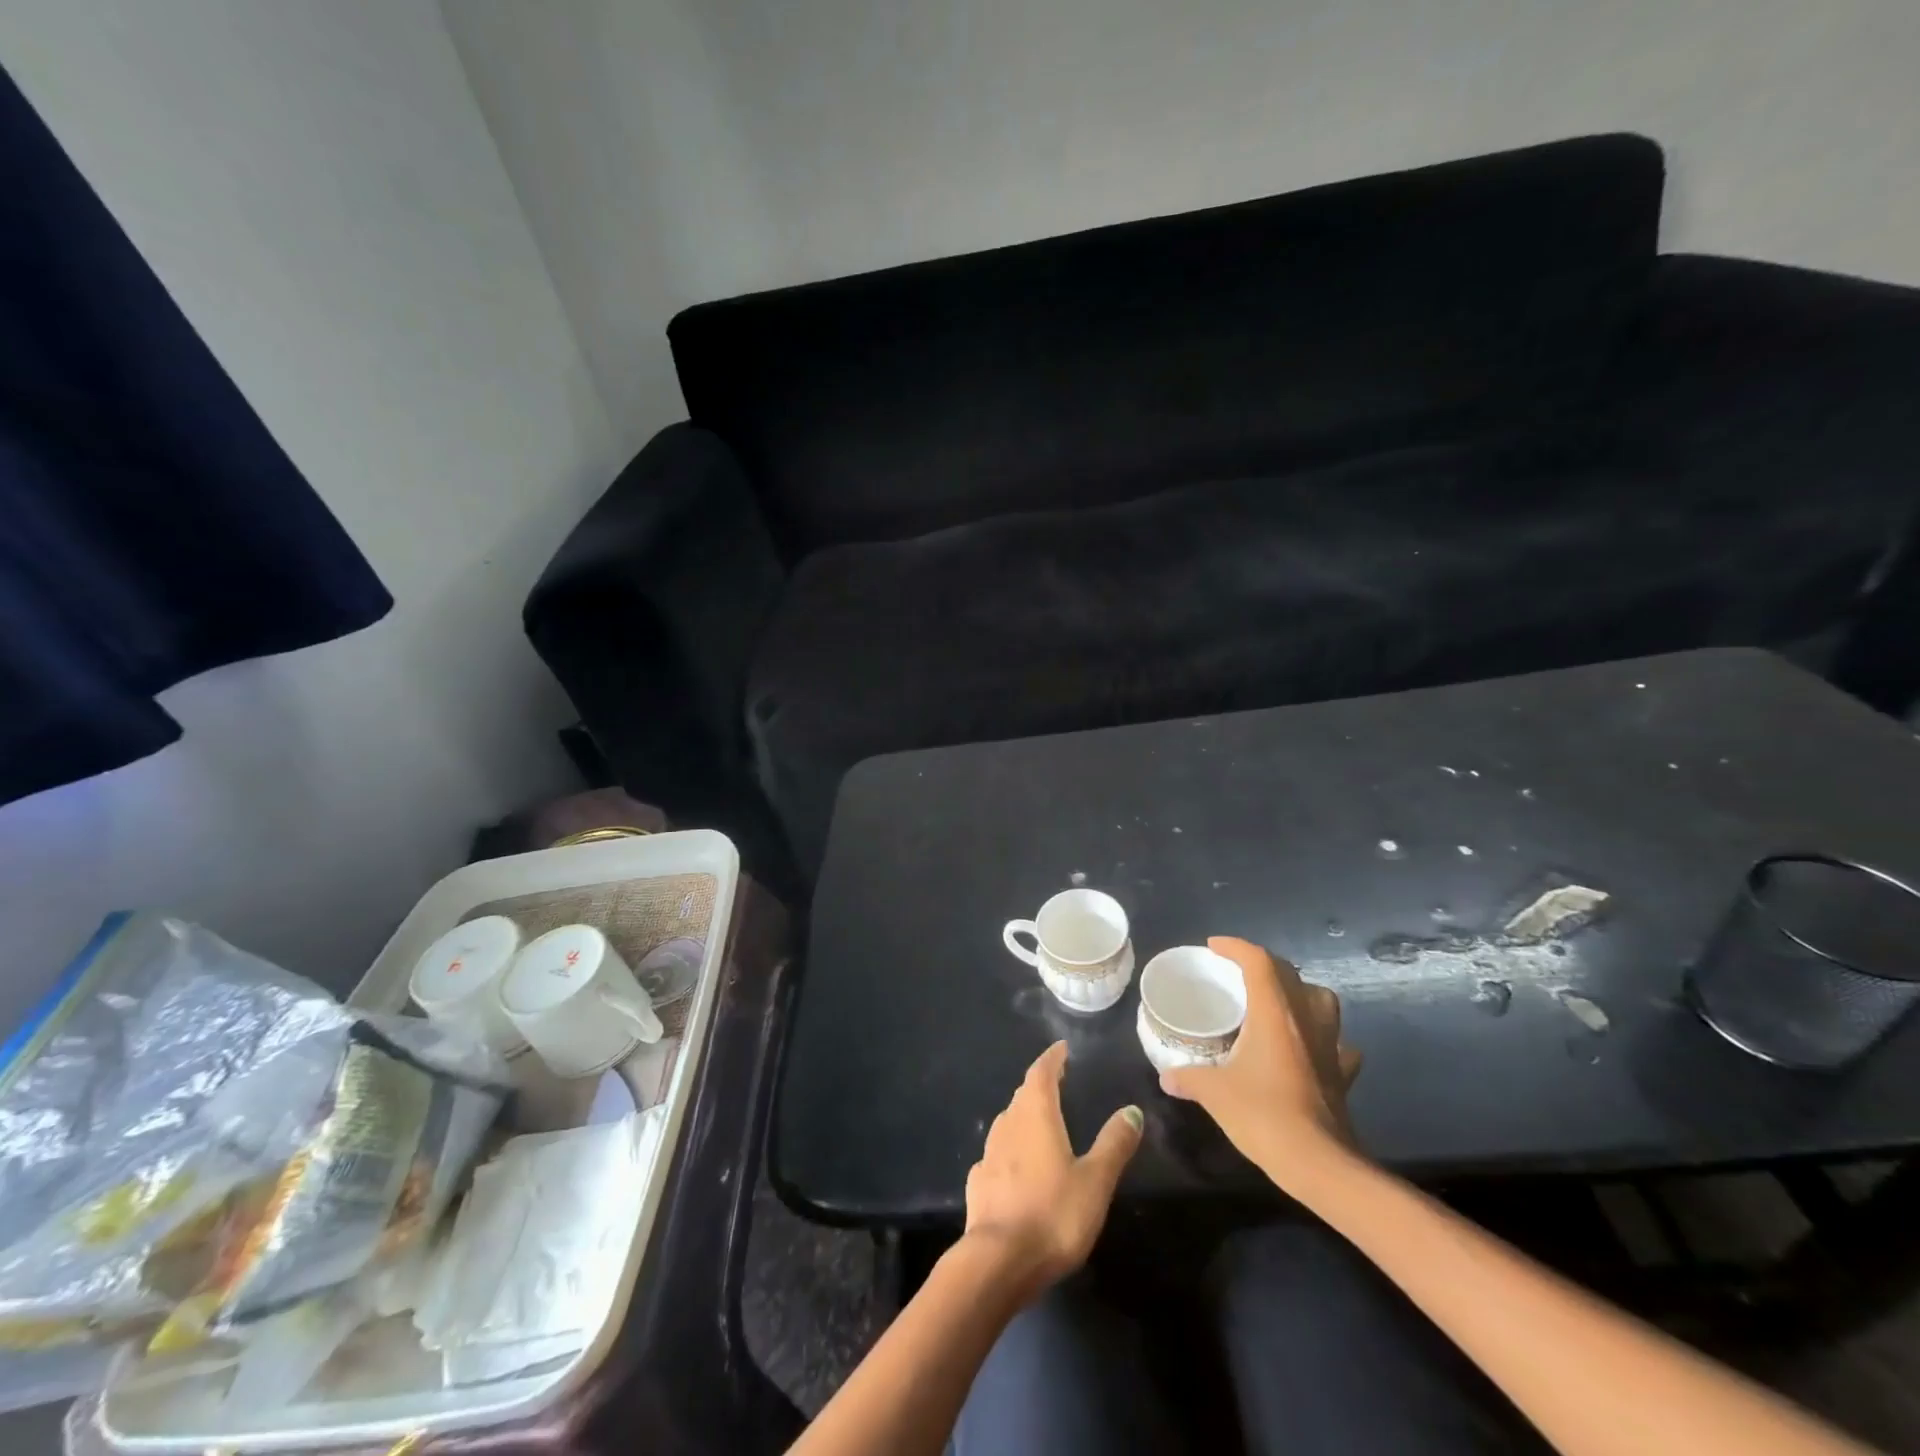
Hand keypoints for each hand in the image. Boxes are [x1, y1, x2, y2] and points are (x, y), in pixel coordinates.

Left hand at [963, 1041, 1142, 1298]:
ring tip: (1041, 1120)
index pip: (1041, 1073)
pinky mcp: (978, 1182)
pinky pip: (998, 1153)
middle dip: (1040, 1085)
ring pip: (1009, 1122)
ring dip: (1025, 1116)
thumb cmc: (1053, 1214)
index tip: (1062, 1049)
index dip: (1052, 1058)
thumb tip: (1132, 1110)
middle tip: (1057, 1081)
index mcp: (1035, 1115)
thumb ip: (1113, 1144)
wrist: (998, 1261)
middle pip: (1023, 1095)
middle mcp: (1008, 1124)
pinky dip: (1011, 1149)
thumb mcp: (1095, 1181)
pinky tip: (1018, 1164)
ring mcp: (988, 1153)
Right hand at [1159, 936, 1361, 1187]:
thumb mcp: (1215, 1094)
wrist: (1320, 1165)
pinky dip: (1322, 1038)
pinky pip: (1337, 1043)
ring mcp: (1330, 1046)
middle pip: (1288, 973)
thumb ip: (1189, 1078)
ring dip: (1299, 993)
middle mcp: (1305, 1020)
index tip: (1213, 947)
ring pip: (1322, 1001)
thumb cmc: (1264, 1116)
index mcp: (1274, 1013)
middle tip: (1236, 973)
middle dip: (1262, 964)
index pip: (1258, 961)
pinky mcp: (1342, 1074)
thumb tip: (1167, 1076)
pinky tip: (1308, 1050)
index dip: (1235, 947)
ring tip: (1276, 1004)